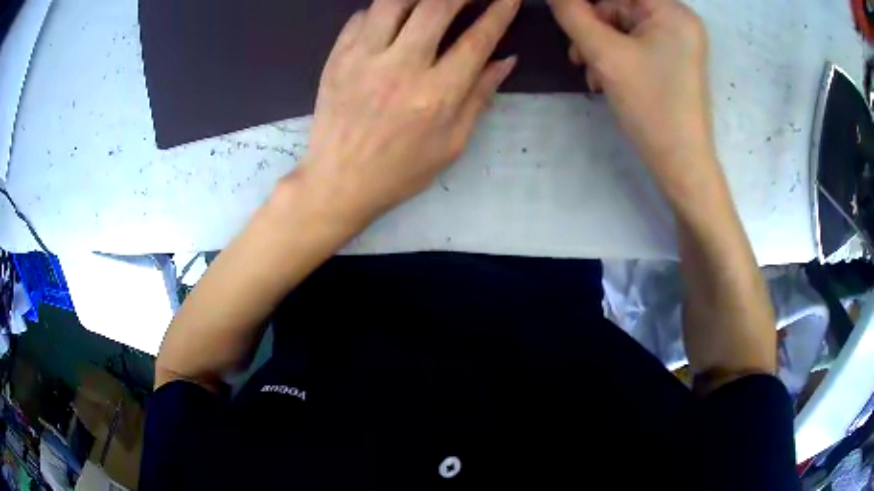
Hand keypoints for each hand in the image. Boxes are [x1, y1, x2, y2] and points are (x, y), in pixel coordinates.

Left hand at [298, 0, 519, 226]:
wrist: (338, 182)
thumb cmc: (400, 171)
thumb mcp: (452, 143)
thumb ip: (480, 96)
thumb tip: (505, 60)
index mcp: (436, 95)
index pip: (477, 40)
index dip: (499, 12)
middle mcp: (400, 67)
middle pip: (436, 7)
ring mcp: (363, 58)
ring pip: (394, 2)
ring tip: (434, 0)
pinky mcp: (337, 57)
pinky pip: (362, 16)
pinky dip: (382, 9)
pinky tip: (394, 16)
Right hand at [548, 0, 714, 196]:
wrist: (682, 164)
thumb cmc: (651, 106)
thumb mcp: (605, 55)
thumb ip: (573, 14)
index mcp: (672, 10)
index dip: (588, 4)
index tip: (568, 16)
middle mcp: (679, 19)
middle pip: (621, 5)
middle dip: (593, 26)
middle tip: (577, 54)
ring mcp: (678, 40)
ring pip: (625, 25)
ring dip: (600, 43)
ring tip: (591, 72)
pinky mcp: (674, 58)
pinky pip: (636, 42)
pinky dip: (616, 55)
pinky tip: (605, 77)